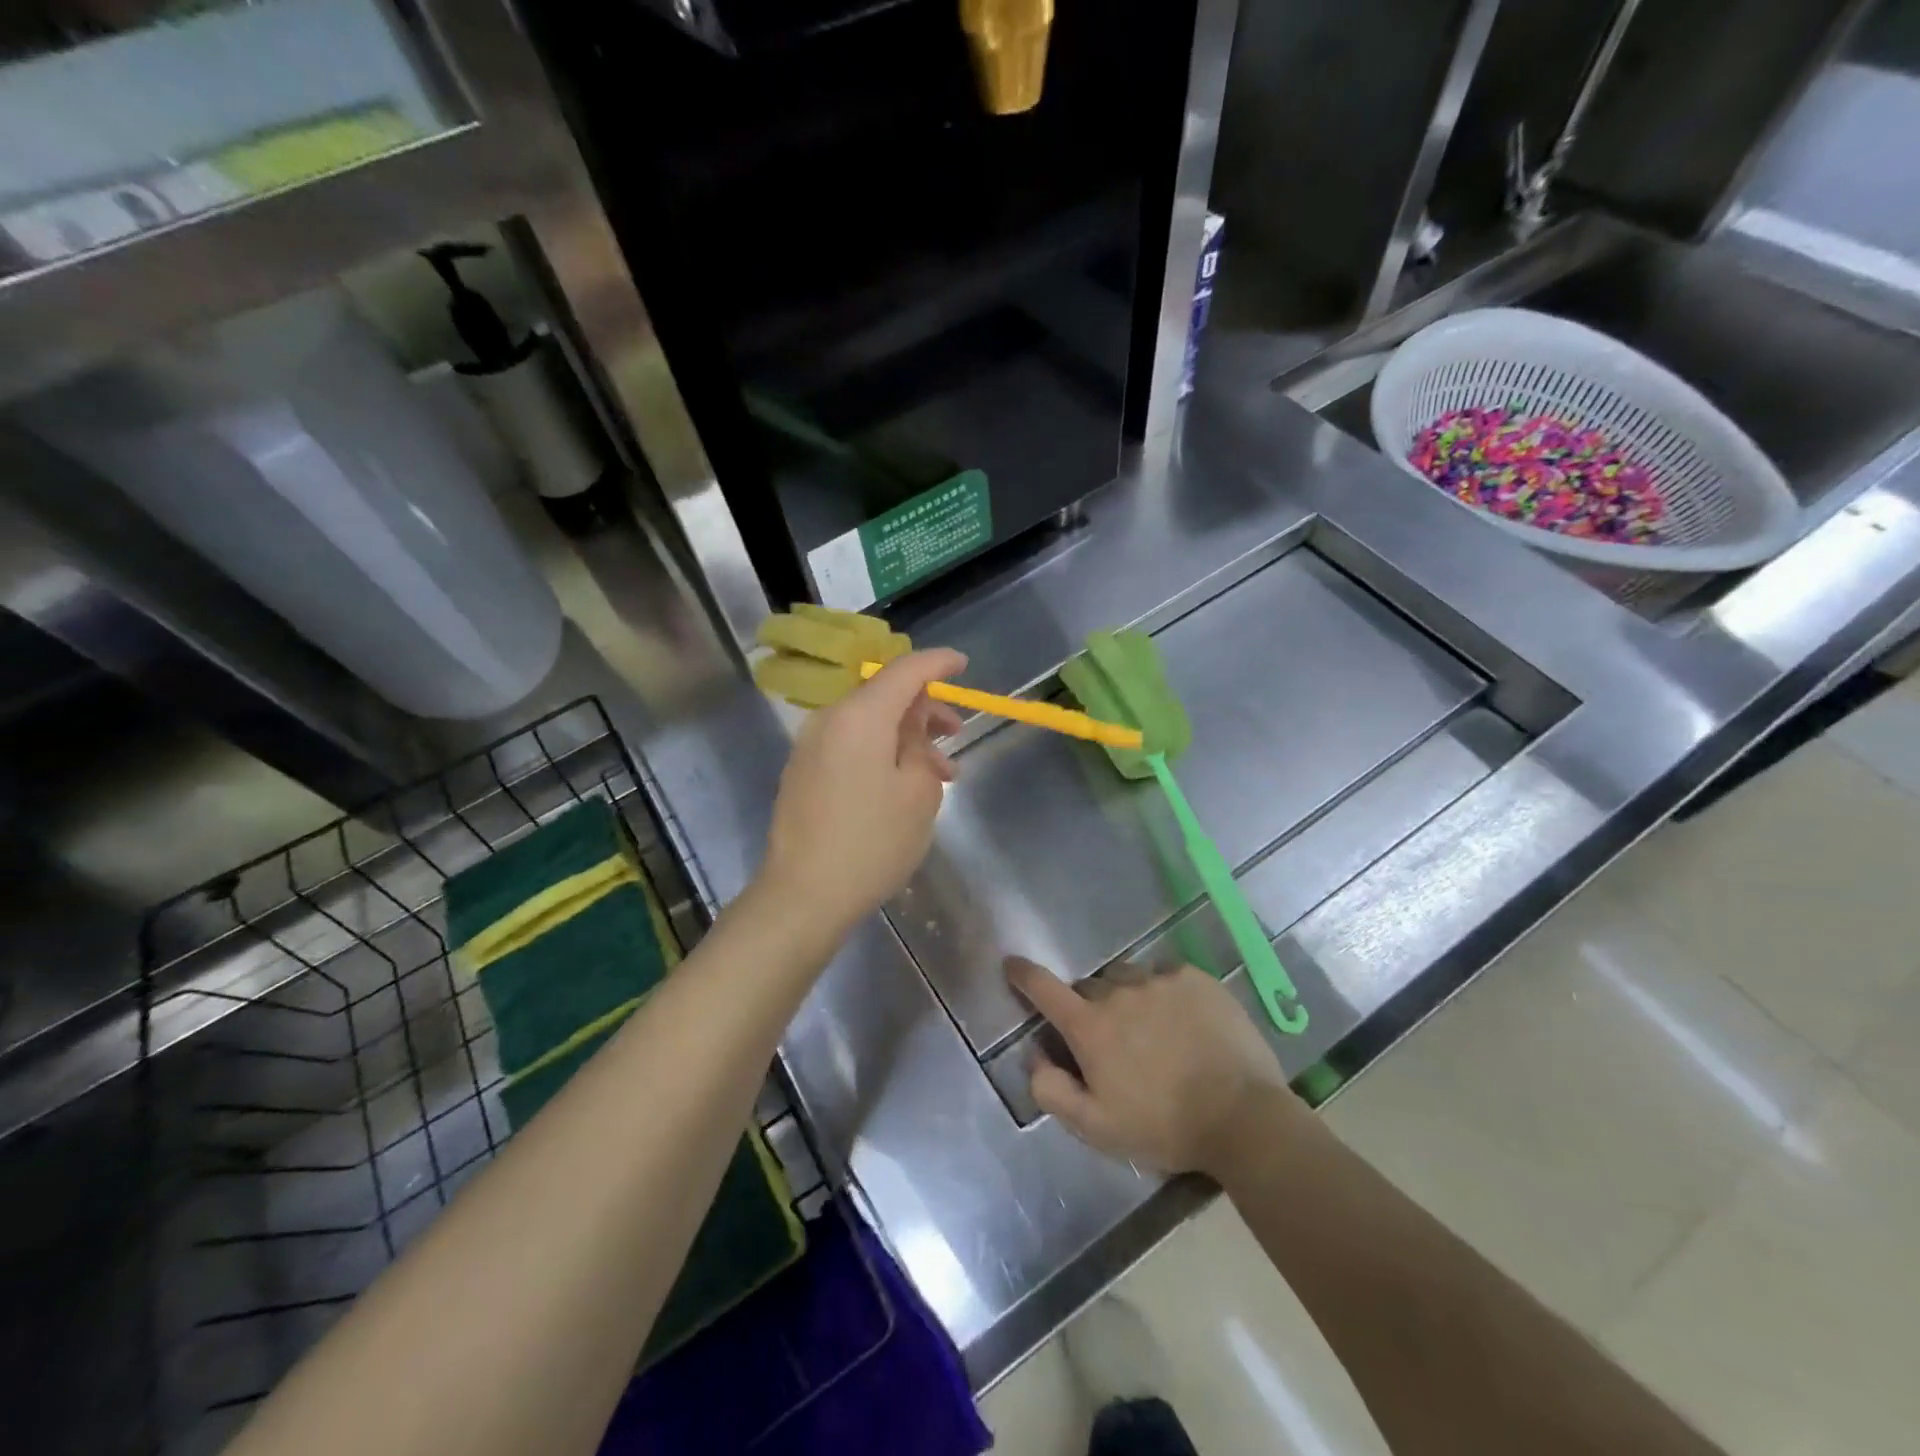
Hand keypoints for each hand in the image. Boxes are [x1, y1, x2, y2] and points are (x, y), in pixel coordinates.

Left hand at [759, 649, 966, 941]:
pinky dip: (881, 753)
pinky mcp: (803, 773)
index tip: (963, 663)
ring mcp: (810, 747)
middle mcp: (829, 720)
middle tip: (957, 735)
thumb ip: (920, 743)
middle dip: (925, 711)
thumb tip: (912, 723)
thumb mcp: (917, 792)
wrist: (804, 895)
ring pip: (868, 725)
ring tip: (939, 775)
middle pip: (884, 697)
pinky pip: (850, 746)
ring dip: (906, 739)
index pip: (904, 670)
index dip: (937, 663)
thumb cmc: (871, 841)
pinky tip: (903, 786)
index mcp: (859, 715)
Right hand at [1008, 956, 1304, 1176]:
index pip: (1043, 988)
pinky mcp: (1194, 978)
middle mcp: (1119, 992)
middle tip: (1110, 1038)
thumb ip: (1052, 1091)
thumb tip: (1033, 1056)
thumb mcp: (1097, 1127)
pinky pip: (1165, 975)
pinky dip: (1164, 992)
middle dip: (1090, 1006)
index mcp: (1090, 1026)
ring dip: (1128, 997)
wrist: (1242, 1116)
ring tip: (1151, 1029)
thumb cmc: (1164, 1127)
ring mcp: (1159, 980)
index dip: (1023, 974)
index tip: (1012, 964)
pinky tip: (1183, 1021)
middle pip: (1089, 986)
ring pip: (1128, 977)